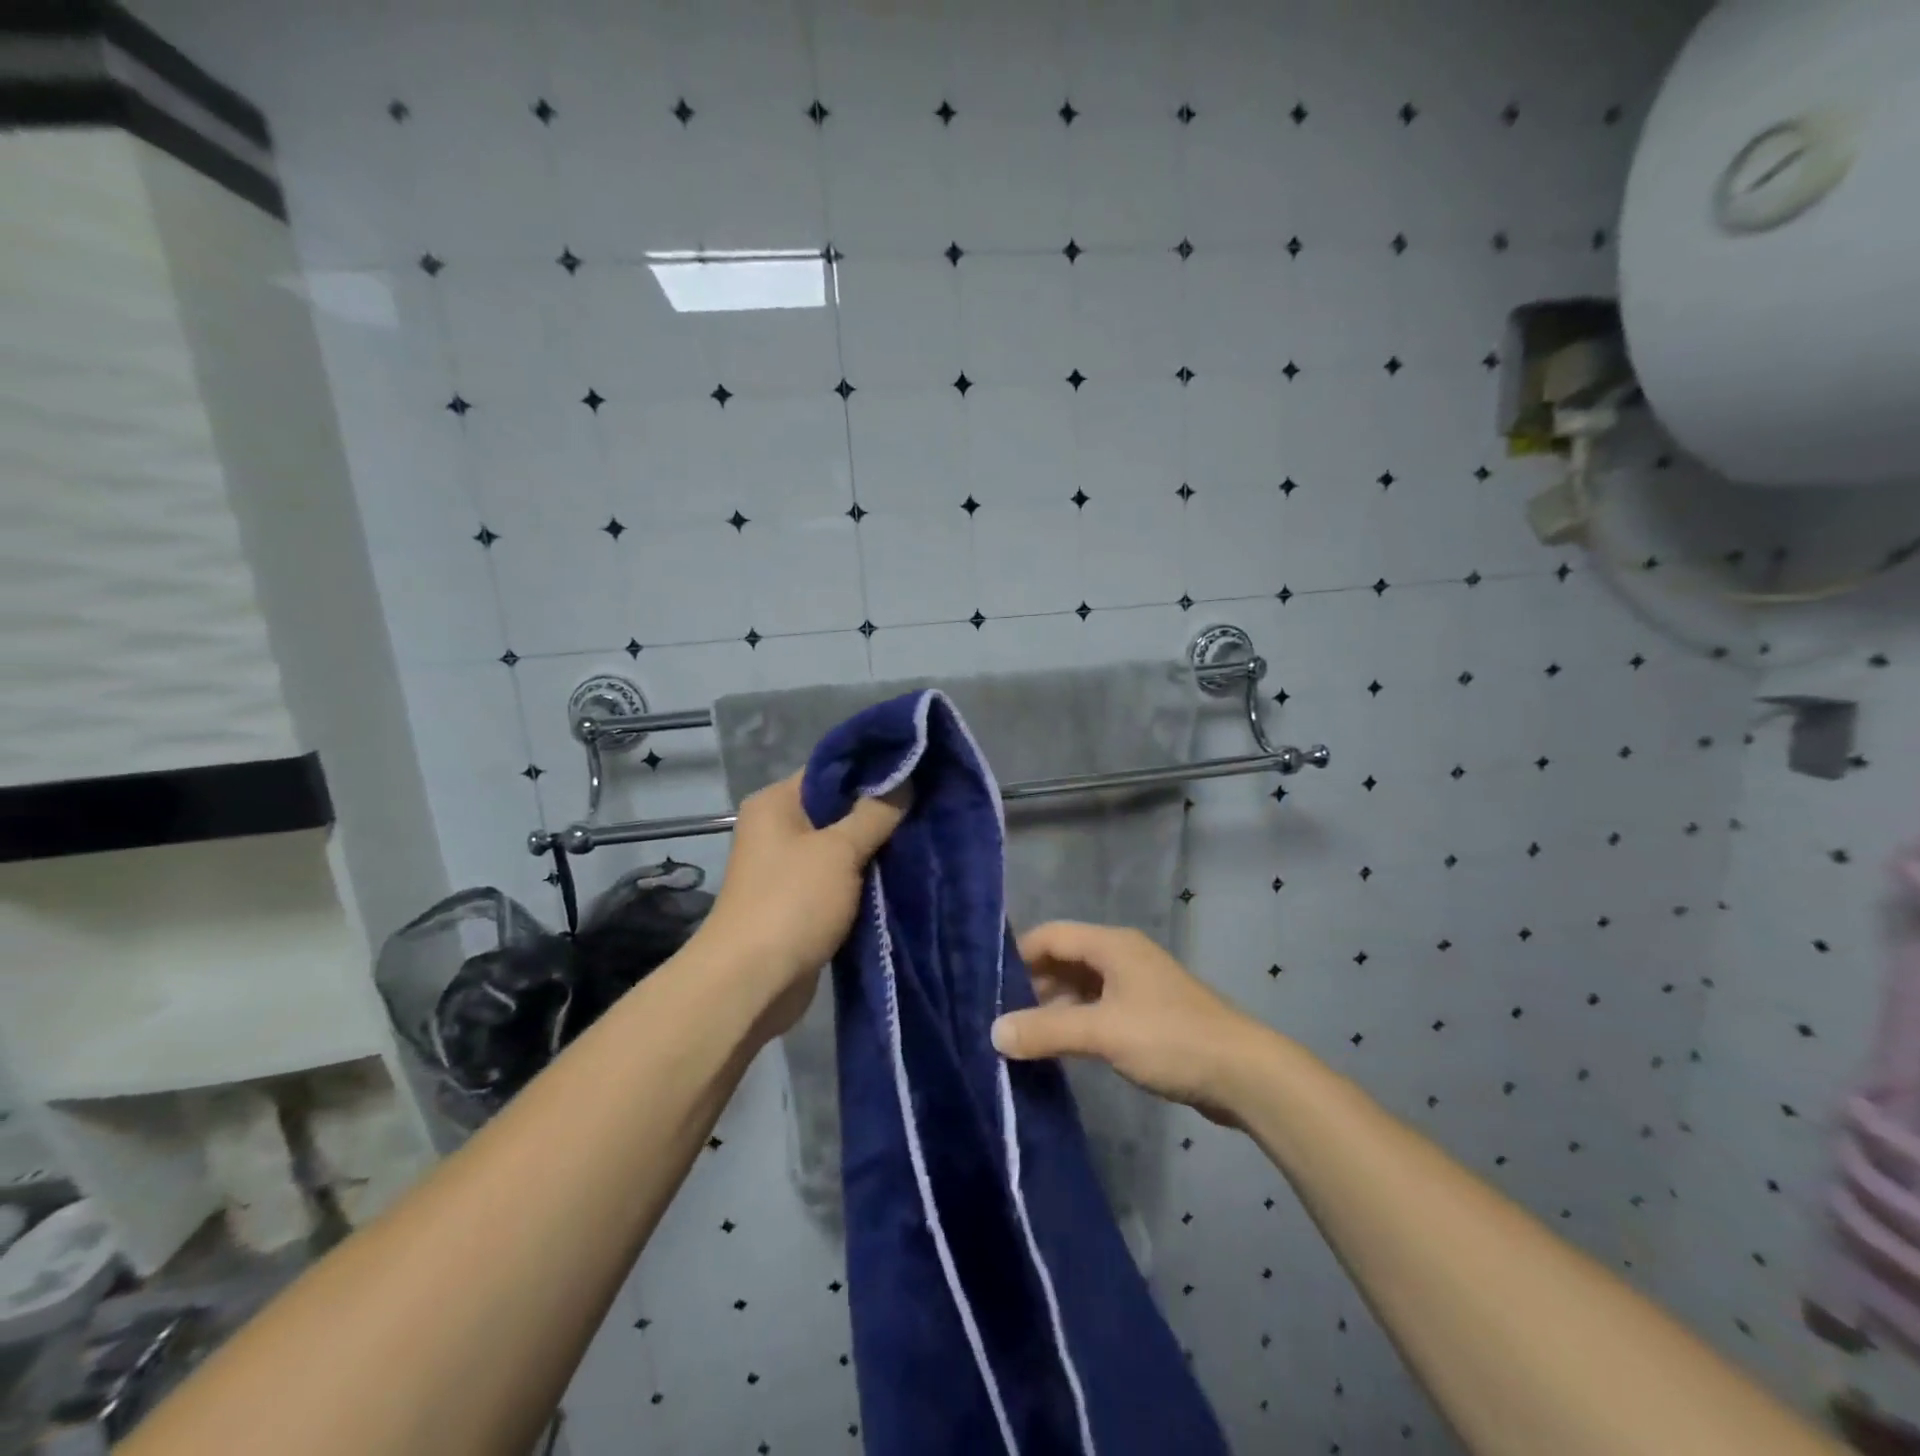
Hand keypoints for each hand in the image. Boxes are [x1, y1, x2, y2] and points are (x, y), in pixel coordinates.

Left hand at [697, 773, 906, 1034]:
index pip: (830, 769)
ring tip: (923, 837)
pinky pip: (840, 879)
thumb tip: (903, 779)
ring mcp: (788, 868)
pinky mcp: (801, 903)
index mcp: (777, 803)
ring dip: (875, 848)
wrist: (752, 983)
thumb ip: (874, 813)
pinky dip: (865, 879)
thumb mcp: (839, 850)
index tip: (917, 769)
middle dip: (880, 811)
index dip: (872, 768)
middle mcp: (778, 829)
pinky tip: (901, 874)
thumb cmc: (792, 902)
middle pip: (838, 808)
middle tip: (926, 806)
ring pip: (841, 847)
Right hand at [991, 921, 1266, 1125]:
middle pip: (1064, 959)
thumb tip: (994, 1032)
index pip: (1051, 935)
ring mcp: (1136, 985)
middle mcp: (1121, 956)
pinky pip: (1099, 1008)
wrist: (1243, 1073)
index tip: (987, 985)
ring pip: (1081, 986)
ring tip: (1022, 1036)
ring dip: (1053, 1006)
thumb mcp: (1102, 1033)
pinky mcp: (1147, 1014)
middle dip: (1032, 984)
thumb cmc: (1170, 1039)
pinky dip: (1076, 1021)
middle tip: (1000, 1016)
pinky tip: (1060, 1048)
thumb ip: (1046, 1031)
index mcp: (1111, 945)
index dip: (1017, 956)